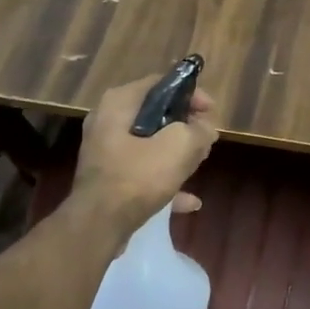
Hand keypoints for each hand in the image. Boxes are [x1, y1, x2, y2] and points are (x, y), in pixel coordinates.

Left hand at [69, 71, 219, 233]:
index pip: (162, 83)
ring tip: (199, 163)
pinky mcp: (107, 178)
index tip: (211, 113)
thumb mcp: (180, 146)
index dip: (191, 94)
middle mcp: (107, 120)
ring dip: (176, 153)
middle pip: (156, 114)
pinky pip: (141, 171)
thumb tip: (205, 128)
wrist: (97, 226)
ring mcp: (105, 151)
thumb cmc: (138, 177)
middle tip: (206, 140)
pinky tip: (188, 200)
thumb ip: (199, 130)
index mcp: (119, 102)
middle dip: (185, 127)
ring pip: (150, 143)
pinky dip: (164, 179)